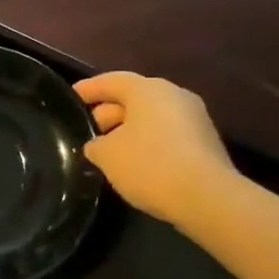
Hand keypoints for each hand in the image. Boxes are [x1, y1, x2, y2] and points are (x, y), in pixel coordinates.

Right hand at [75, 73, 236, 227]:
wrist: (207, 197)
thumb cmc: (149, 165)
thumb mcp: (106, 155)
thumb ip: (96, 145)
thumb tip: (99, 145)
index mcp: (148, 90)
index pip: (112, 81)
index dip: (89, 88)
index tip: (71, 96)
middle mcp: (175, 96)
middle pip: (134, 98)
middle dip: (109, 112)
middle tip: (88, 129)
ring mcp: (195, 119)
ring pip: (152, 117)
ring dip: (129, 130)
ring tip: (108, 150)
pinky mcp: (205, 143)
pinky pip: (167, 135)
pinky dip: (148, 143)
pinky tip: (134, 163)